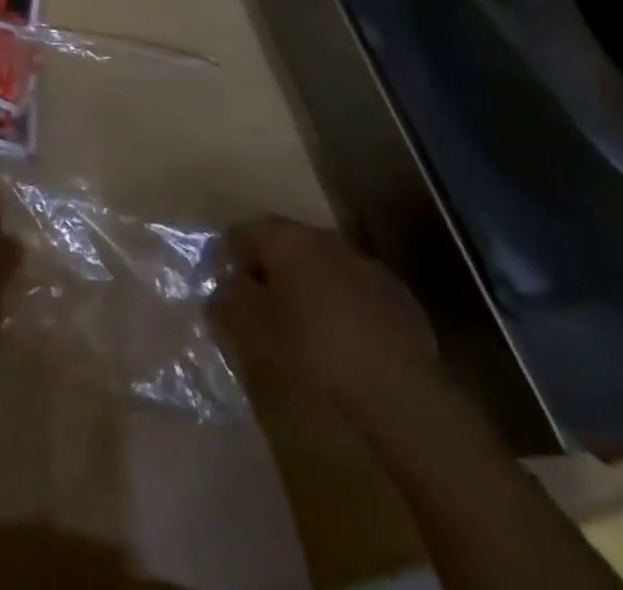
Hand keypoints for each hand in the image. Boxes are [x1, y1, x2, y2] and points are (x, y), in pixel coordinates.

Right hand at [209, 214, 439, 418]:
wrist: (398, 391)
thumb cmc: (312, 349)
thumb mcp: (252, 327)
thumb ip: (229, 298)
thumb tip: (224, 286)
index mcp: (287, 239)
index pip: (245, 231)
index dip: (232, 257)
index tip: (230, 289)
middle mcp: (325, 238)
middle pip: (287, 243)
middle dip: (273, 268)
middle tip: (265, 305)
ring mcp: (366, 264)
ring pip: (324, 264)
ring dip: (310, 284)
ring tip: (306, 323)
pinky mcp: (398, 296)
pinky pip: (356, 289)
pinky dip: (344, 304)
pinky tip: (345, 338)